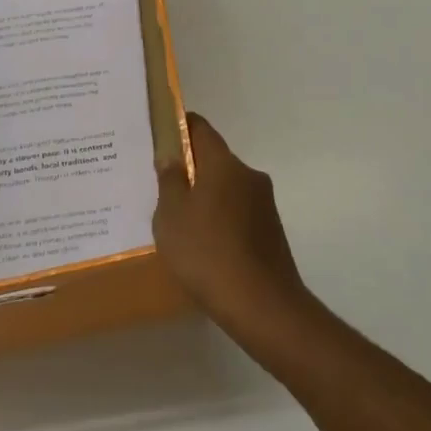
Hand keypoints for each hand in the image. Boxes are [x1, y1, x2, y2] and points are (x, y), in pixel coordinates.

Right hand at [154, 114, 309, 336]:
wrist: (262, 304)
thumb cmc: (207, 252)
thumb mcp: (172, 216)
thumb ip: (169, 182)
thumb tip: (171, 156)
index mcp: (224, 164)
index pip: (201, 128)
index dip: (180, 126)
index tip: (160, 134)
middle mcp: (249, 175)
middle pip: (215, 159)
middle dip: (190, 168)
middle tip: (161, 185)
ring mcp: (264, 203)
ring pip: (227, 188)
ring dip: (206, 196)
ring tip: (179, 221)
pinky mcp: (270, 230)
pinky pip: (238, 213)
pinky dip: (220, 219)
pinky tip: (204, 245)